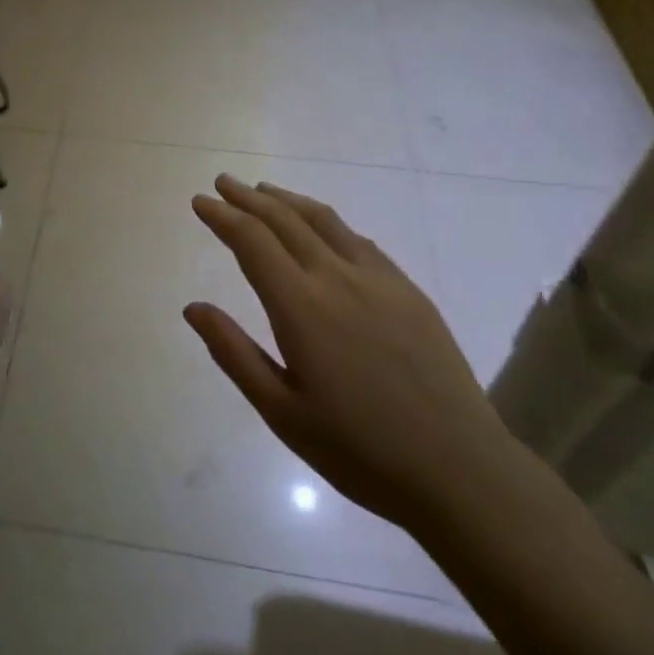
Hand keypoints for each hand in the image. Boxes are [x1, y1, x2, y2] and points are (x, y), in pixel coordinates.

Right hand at [185, 175, 524, 534]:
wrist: (460, 471)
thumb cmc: (360, 451)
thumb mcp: (282, 413)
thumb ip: (234, 354)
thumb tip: (193, 308)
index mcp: (301, 306)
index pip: (252, 241)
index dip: (223, 216)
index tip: (200, 201)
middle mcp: (337, 277)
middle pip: (284, 219)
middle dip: (248, 198)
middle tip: (223, 183)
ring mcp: (378, 279)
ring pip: (323, 220)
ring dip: (287, 200)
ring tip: (263, 190)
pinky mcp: (408, 290)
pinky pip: (358, 239)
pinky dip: (327, 222)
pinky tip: (321, 227)